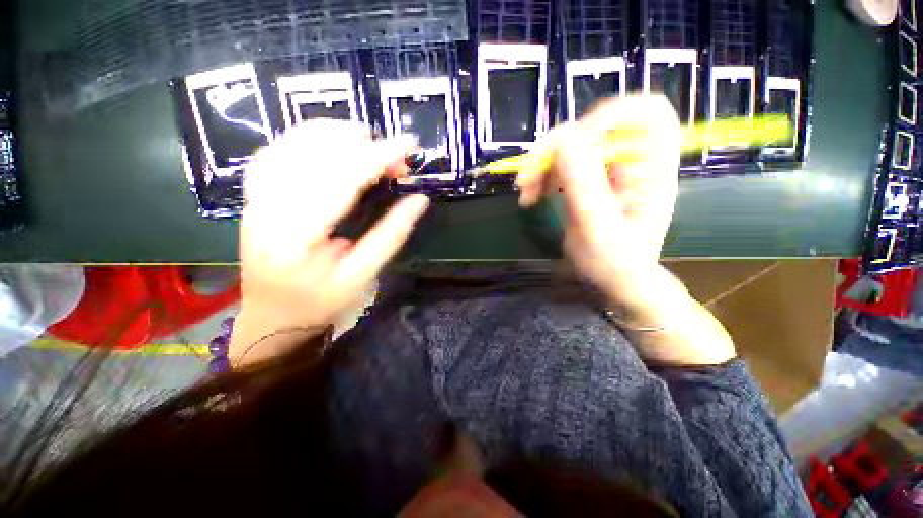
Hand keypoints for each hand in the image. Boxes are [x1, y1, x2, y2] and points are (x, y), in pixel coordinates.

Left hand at [230, 120, 429, 366]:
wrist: (271, 317)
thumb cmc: (319, 303)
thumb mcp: (361, 275)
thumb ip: (391, 235)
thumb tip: (419, 201)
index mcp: (296, 234)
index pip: (341, 179)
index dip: (378, 157)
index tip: (409, 145)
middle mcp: (268, 207)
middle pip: (315, 154)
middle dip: (362, 145)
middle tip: (397, 157)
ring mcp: (256, 197)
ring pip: (291, 144)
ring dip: (335, 134)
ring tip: (369, 140)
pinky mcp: (256, 196)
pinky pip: (276, 151)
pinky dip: (306, 138)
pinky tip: (330, 142)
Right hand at [518, 95, 734, 364]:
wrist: (614, 282)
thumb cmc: (615, 264)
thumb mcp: (597, 228)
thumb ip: (584, 184)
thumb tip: (563, 138)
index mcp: (653, 169)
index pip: (649, 114)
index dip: (612, 114)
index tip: (574, 140)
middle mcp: (632, 163)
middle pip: (596, 128)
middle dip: (557, 149)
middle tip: (528, 175)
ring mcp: (608, 171)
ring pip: (572, 147)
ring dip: (543, 165)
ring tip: (526, 192)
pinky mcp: (589, 181)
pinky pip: (562, 165)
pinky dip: (542, 176)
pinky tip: (532, 196)